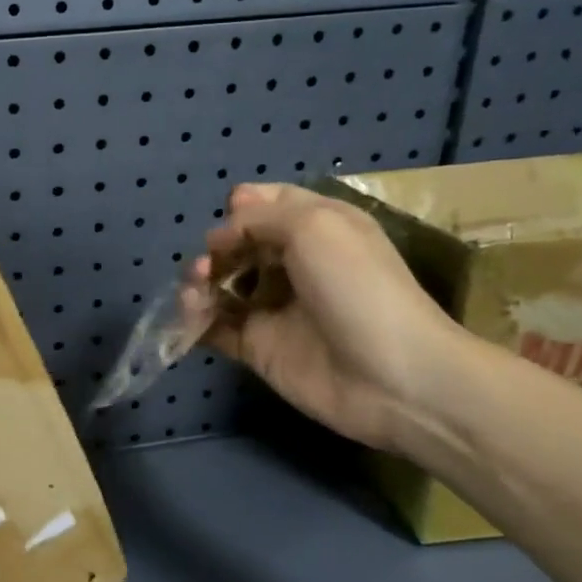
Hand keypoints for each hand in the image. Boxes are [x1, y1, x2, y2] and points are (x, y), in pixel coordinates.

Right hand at [187, 183, 466, 450]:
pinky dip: (196, 317)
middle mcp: (294, 263)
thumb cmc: (357, 288)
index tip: (230, 220)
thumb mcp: (314, 227)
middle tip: (210, 263)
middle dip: (217, 247)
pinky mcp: (258, 347)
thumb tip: (222, 230)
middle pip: (240, 244)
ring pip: (223, 284)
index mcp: (317, 227)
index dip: (243, 207)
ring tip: (196, 288)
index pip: (269, 205)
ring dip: (200, 280)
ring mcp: (274, 308)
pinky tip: (190, 313)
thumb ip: (260, 217)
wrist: (391, 376)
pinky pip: (216, 326)